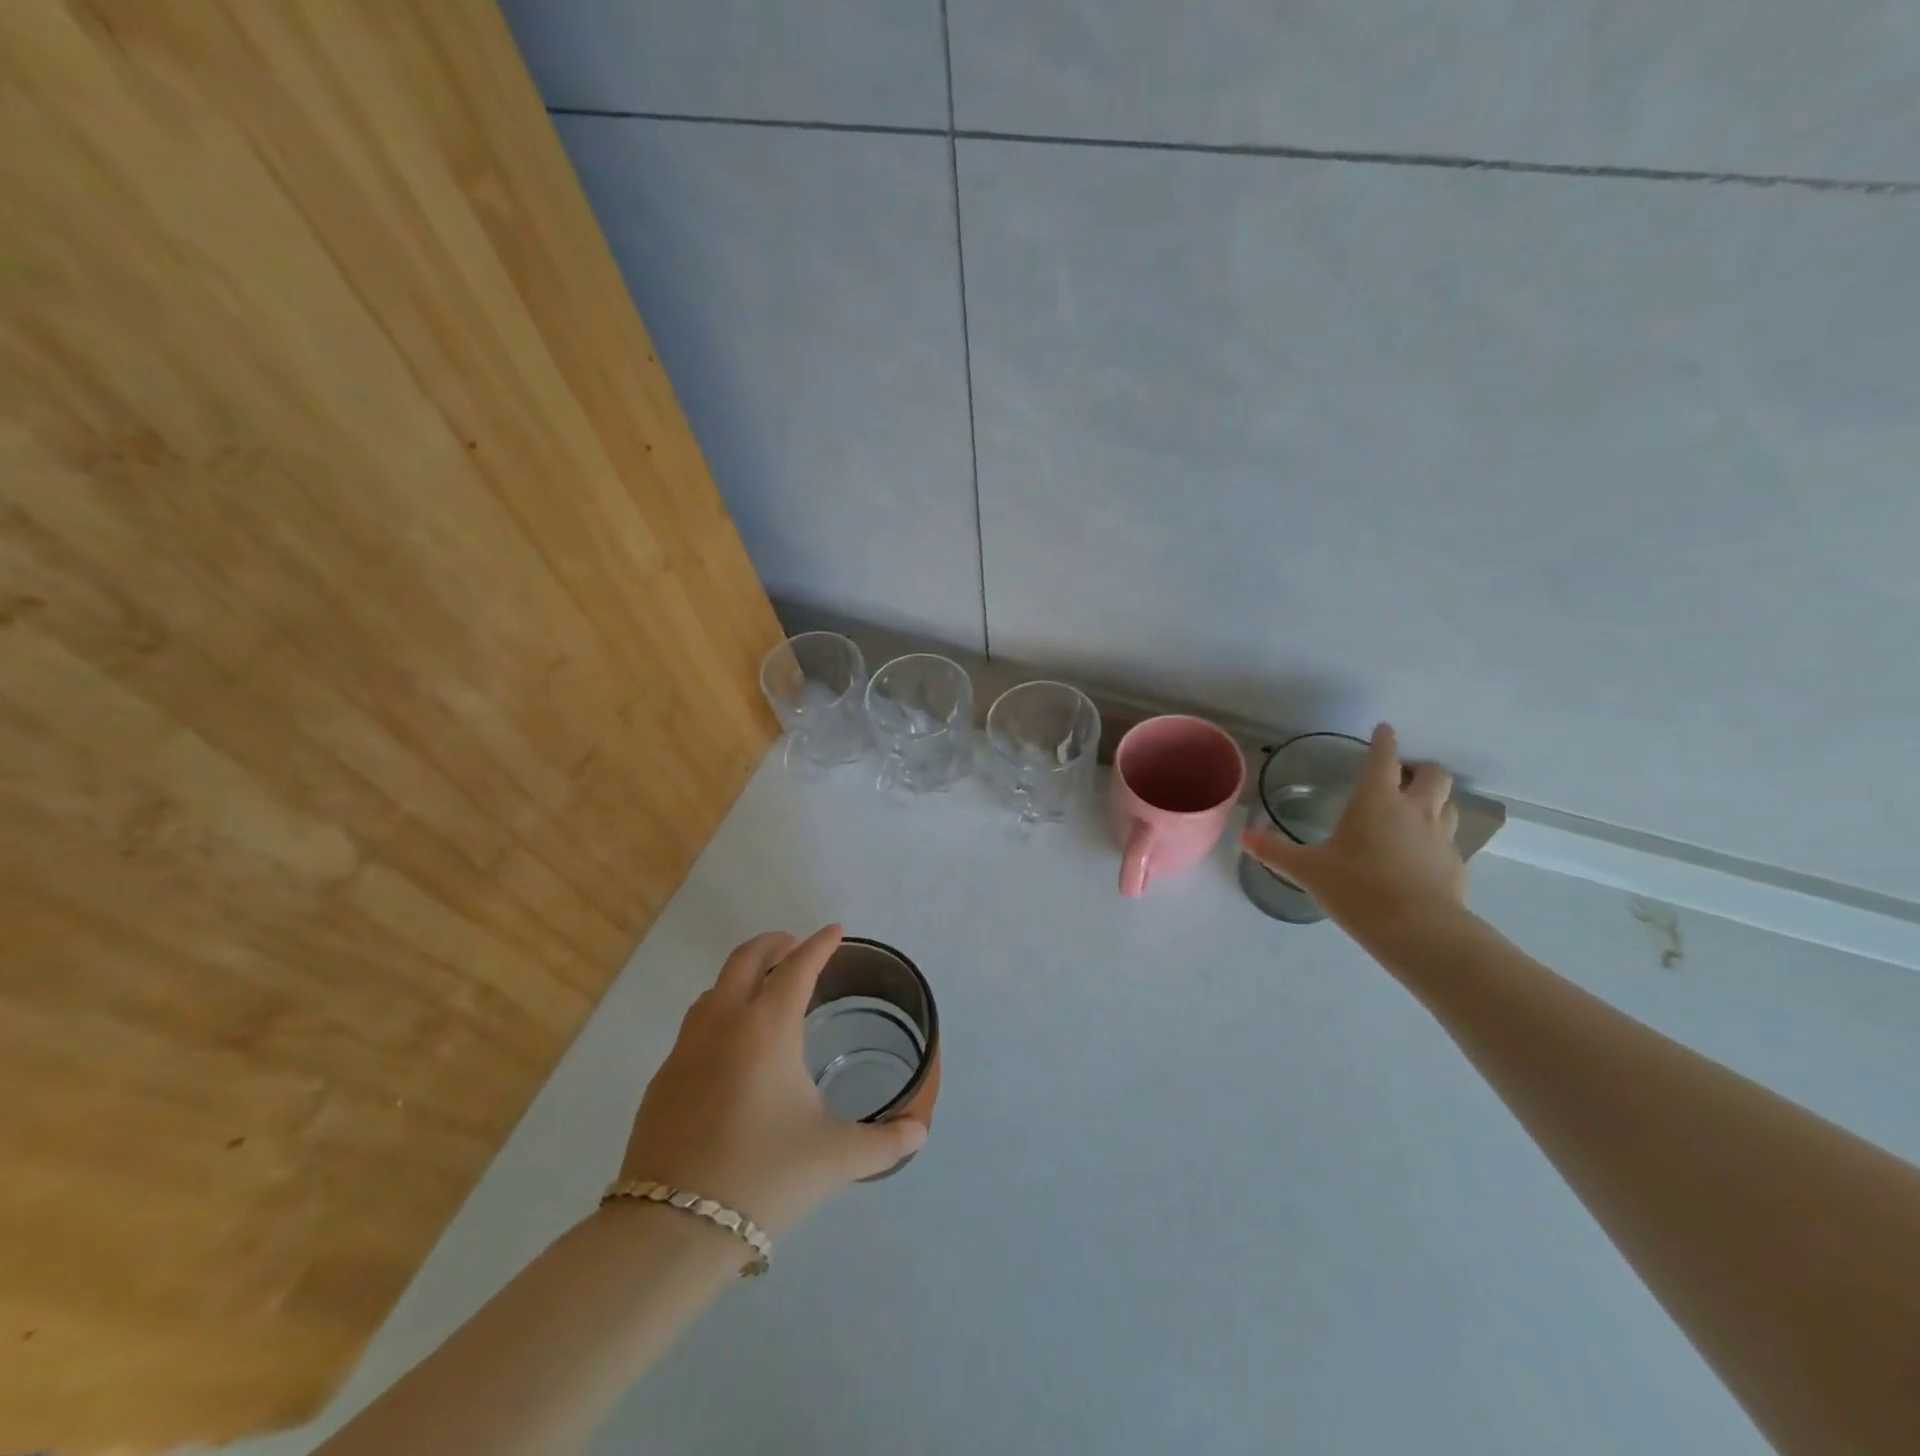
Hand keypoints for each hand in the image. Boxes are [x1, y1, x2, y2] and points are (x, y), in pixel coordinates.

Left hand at [616, 925, 925, 1237]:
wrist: (671, 1230)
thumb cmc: (764, 1177)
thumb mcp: (836, 1158)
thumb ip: (886, 1142)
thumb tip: (918, 1133)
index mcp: (767, 1028)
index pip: (797, 968)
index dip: (819, 945)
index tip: (834, 931)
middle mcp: (723, 1025)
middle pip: (745, 960)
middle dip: (773, 944)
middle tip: (796, 947)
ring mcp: (685, 1051)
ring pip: (714, 990)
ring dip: (741, 977)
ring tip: (763, 992)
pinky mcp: (662, 1081)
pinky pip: (694, 1027)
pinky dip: (719, 1015)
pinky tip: (730, 1050)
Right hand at [1241, 723, 1466, 930]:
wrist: (1418, 930)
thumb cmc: (1357, 888)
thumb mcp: (1308, 870)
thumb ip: (1276, 851)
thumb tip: (1244, 838)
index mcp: (1376, 801)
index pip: (1384, 758)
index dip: (1383, 740)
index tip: (1383, 729)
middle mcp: (1414, 810)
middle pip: (1433, 775)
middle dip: (1420, 769)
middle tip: (1403, 776)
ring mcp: (1441, 837)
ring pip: (1449, 804)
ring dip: (1435, 800)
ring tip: (1416, 811)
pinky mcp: (1456, 865)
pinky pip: (1451, 840)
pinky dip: (1438, 838)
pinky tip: (1422, 855)